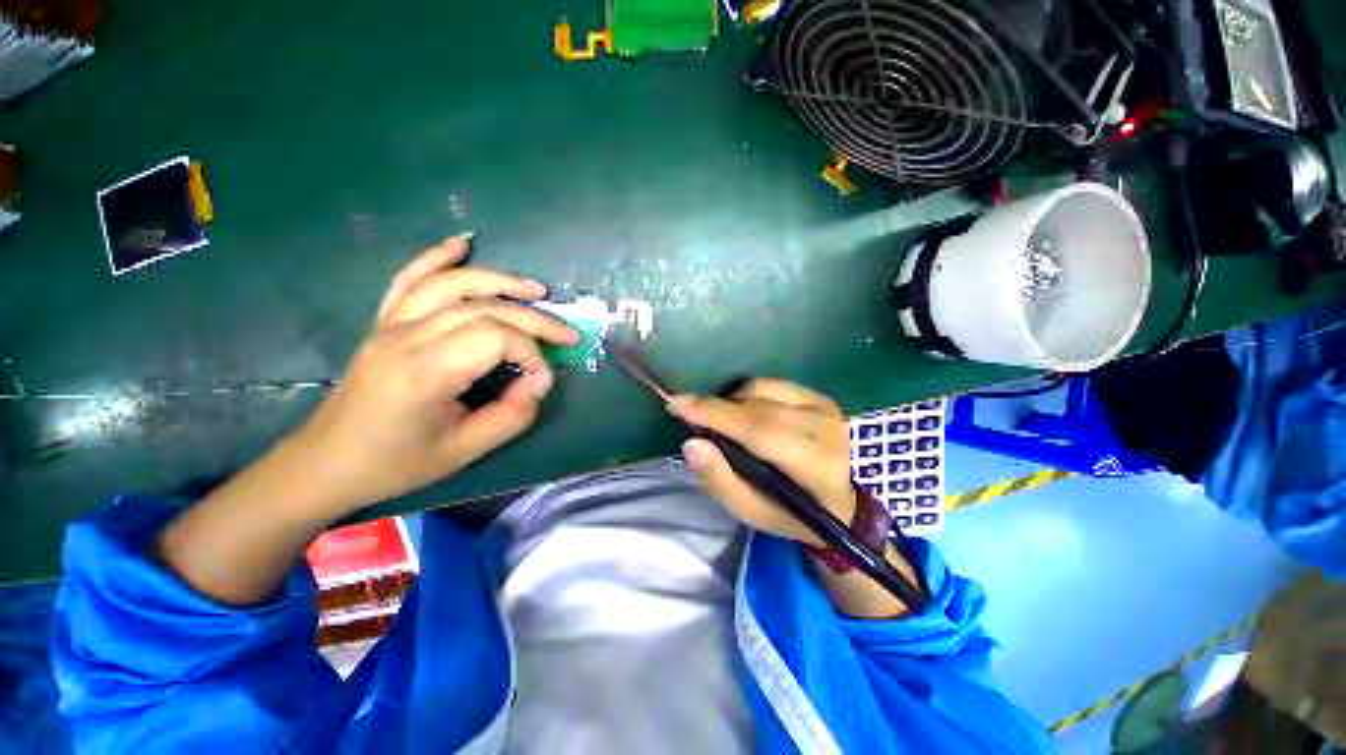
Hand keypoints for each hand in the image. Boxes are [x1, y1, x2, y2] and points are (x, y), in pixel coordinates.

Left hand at [291, 234, 579, 513]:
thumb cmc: (397, 463)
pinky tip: (462, 244)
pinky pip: (409, 279)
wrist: (327, 464)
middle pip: (484, 307)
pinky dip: (436, 257)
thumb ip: (514, 415)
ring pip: (453, 285)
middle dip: (535, 318)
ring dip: (501, 282)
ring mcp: (391, 324)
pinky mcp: (383, 323)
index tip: (542, 379)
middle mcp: (407, 336)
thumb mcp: (466, 451)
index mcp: (426, 370)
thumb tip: (541, 380)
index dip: (532, 352)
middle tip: (568, 333)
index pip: (496, 336)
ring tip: (537, 289)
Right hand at [669, 379, 856, 546]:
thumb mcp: (752, 511)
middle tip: (689, 413)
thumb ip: (720, 479)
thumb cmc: (791, 513)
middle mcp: (825, 430)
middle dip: (717, 408)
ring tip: (723, 421)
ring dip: (733, 401)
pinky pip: (772, 384)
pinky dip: (749, 394)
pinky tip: (745, 411)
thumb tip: (692, 443)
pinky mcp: (820, 397)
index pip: (759, 430)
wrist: (843, 503)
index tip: (677, 403)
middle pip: (757, 408)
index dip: (716, 414)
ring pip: (762, 390)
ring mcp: (825, 409)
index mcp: (814, 467)